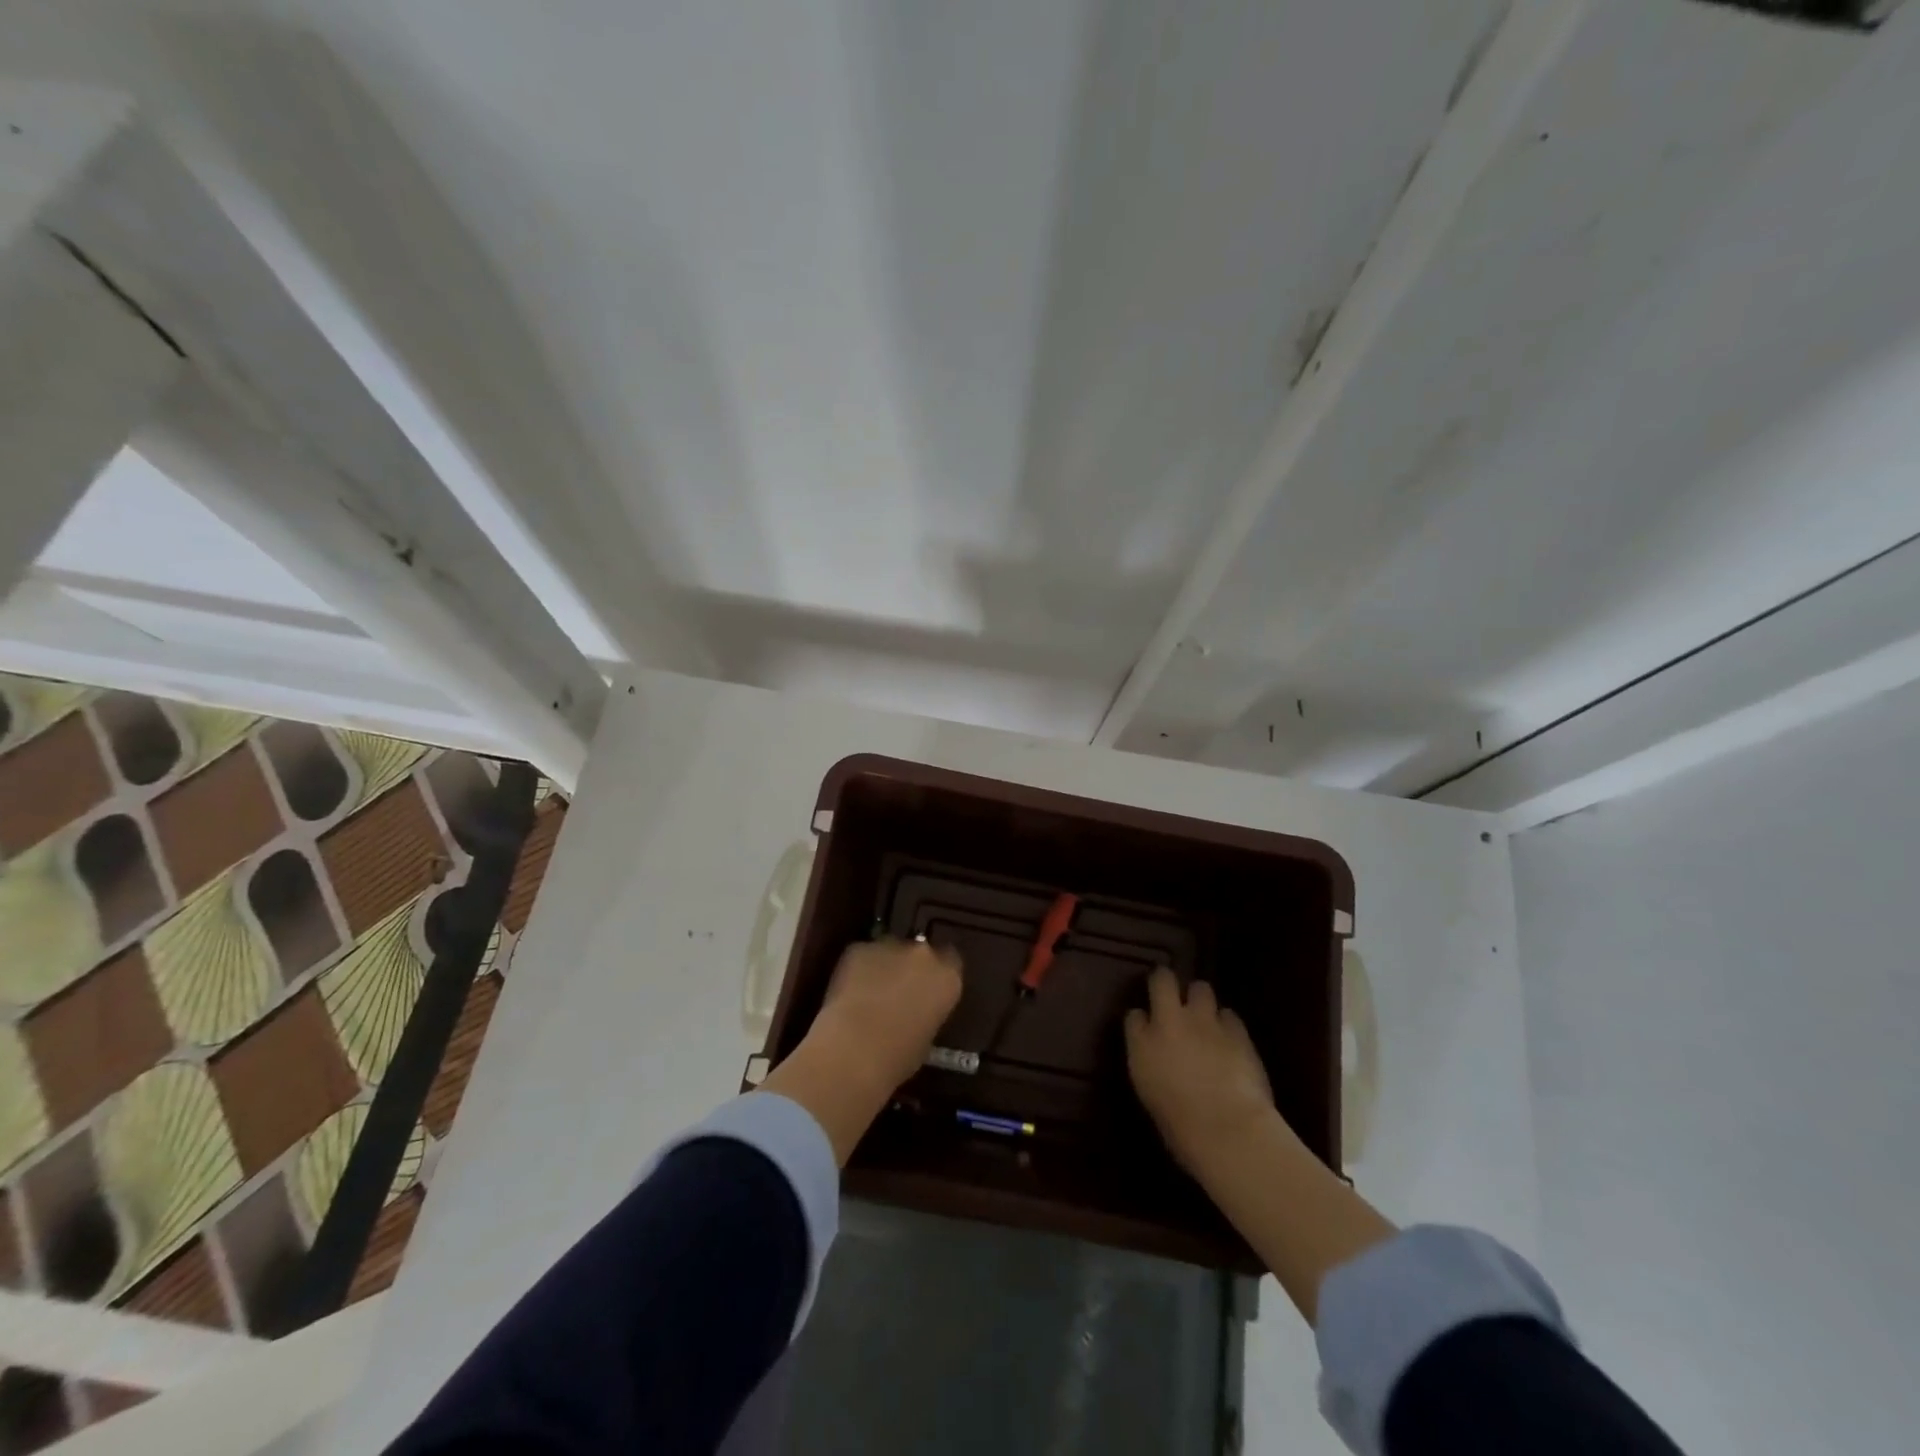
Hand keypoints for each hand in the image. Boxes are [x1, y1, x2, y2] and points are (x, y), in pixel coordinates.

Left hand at [807, 937, 963, 1097]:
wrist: (854, 1050)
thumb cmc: (898, 1058)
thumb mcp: (927, 1039)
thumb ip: (927, 1013)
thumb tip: (916, 1011)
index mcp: (948, 978)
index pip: (951, 963)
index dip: (937, 976)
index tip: (927, 991)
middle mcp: (924, 955)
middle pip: (921, 953)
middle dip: (910, 968)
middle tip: (897, 992)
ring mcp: (890, 947)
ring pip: (889, 951)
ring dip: (884, 967)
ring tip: (869, 994)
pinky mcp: (859, 948)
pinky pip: (862, 956)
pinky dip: (858, 969)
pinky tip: (848, 993)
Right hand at [1125, 968, 1274, 1173]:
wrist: (1228, 1130)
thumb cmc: (1182, 1129)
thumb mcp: (1152, 1096)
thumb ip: (1152, 1065)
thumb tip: (1159, 1058)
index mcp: (1142, 1045)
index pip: (1134, 1016)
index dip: (1141, 1019)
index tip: (1145, 1028)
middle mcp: (1169, 1022)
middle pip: (1162, 980)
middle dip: (1165, 982)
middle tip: (1170, 995)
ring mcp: (1204, 1022)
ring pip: (1201, 988)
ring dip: (1200, 999)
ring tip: (1204, 1017)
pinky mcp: (1237, 1030)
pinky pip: (1229, 1015)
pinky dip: (1227, 1023)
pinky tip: (1229, 1038)